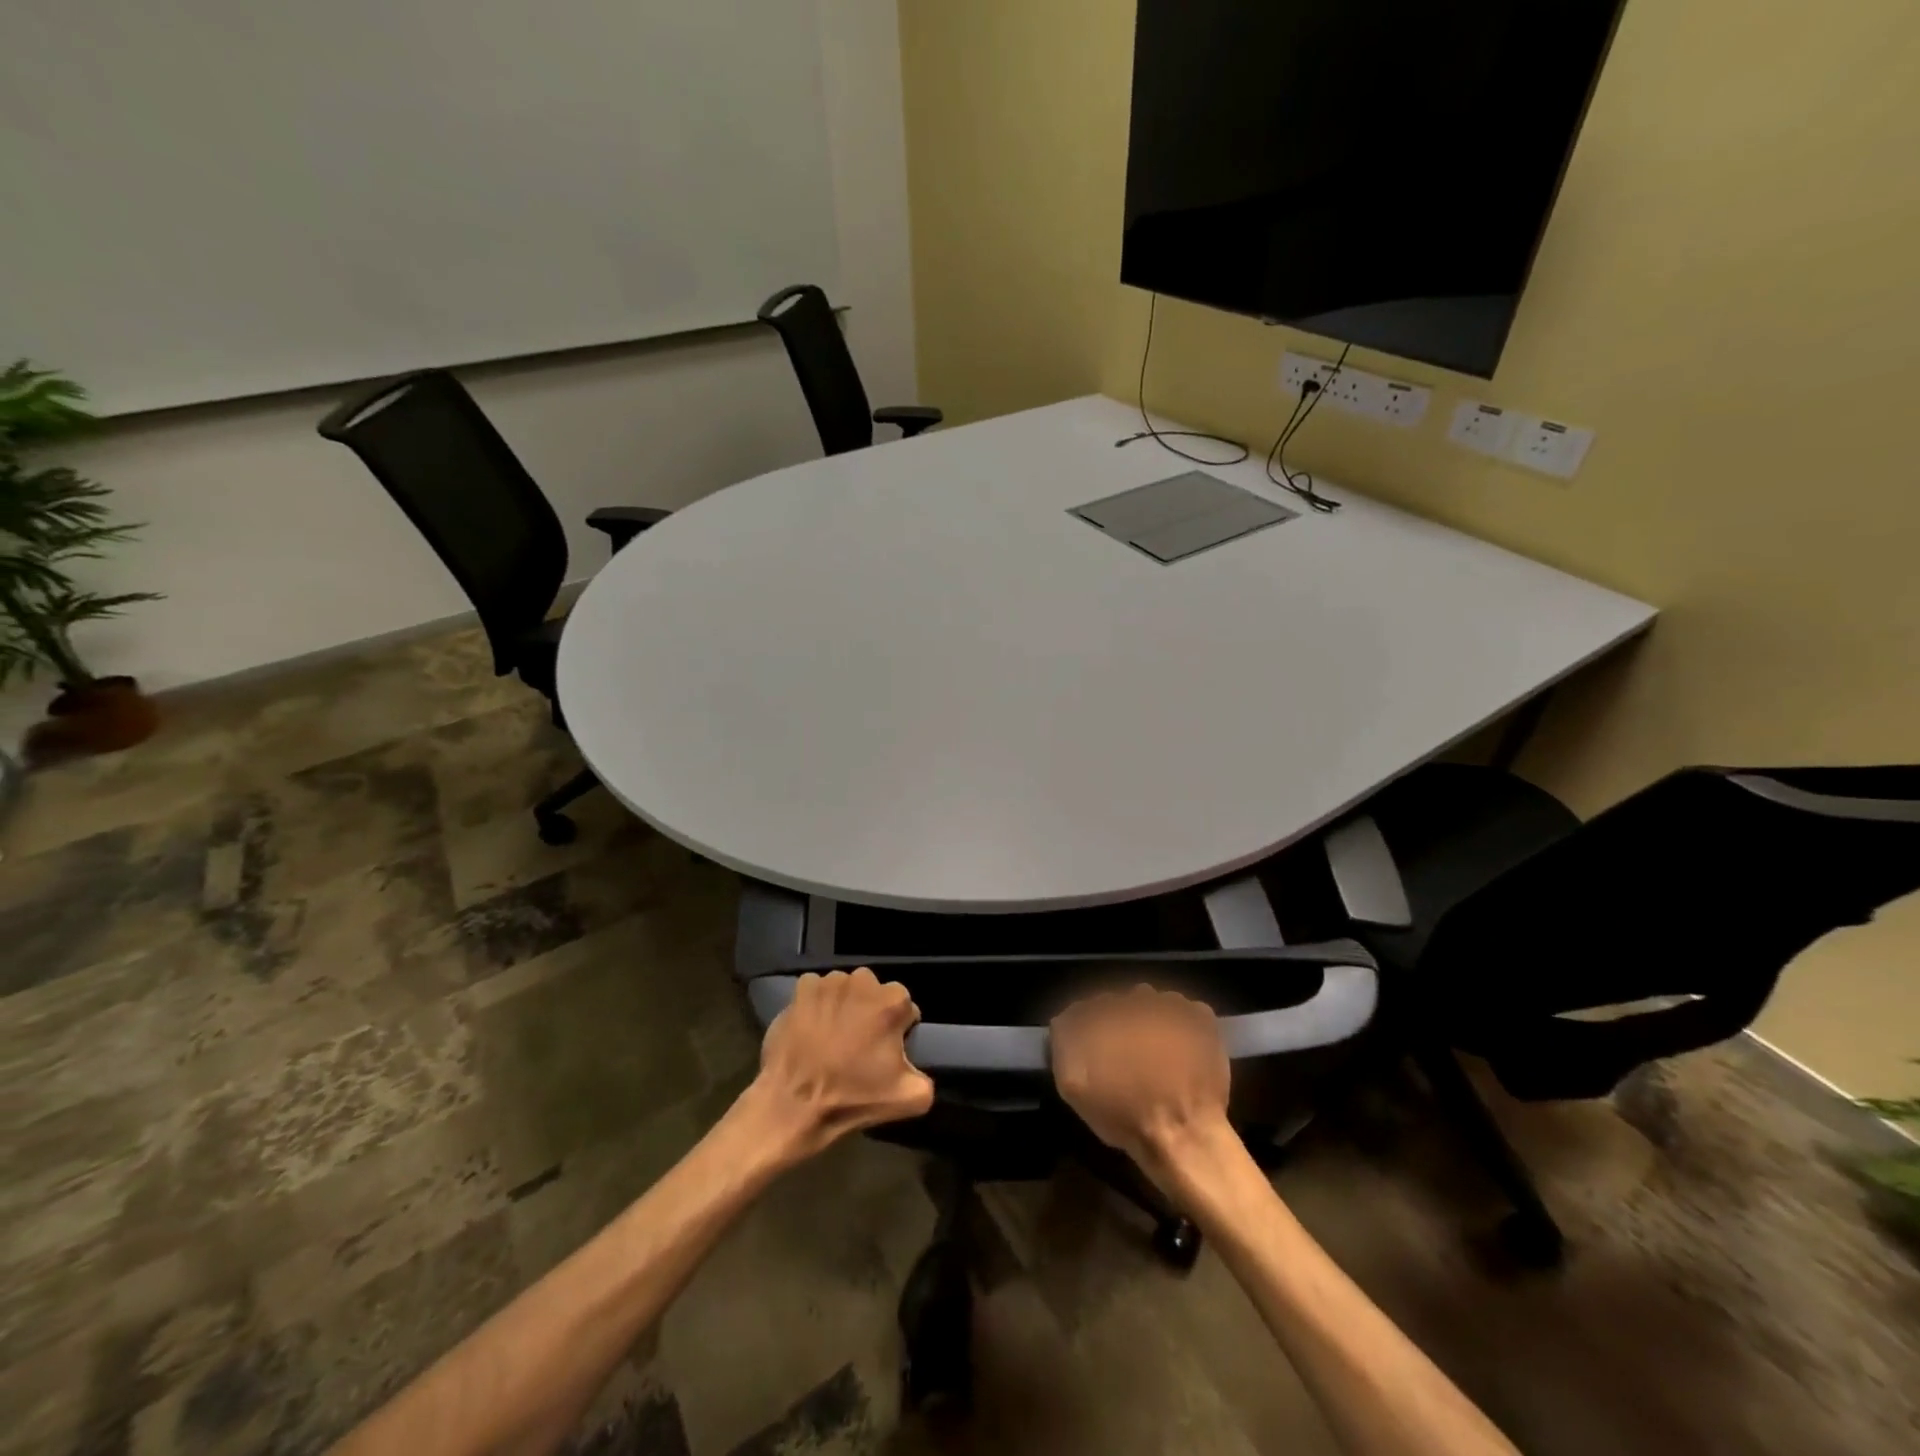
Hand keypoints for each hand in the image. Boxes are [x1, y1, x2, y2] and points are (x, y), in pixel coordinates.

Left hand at [750, 968, 934, 1158]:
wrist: (792, 1104)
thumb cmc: (851, 1098)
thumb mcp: (909, 1099)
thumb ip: (927, 1078)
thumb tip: (918, 1069)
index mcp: (892, 1002)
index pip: (905, 1009)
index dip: (897, 1031)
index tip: (884, 1052)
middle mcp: (863, 981)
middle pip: (876, 995)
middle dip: (871, 1014)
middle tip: (858, 1046)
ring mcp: (830, 981)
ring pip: (847, 991)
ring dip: (845, 1007)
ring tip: (832, 1038)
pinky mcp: (802, 988)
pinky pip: (818, 991)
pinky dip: (817, 1005)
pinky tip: (812, 1030)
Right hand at [1051, 985, 1233, 1188]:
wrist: (1184, 1137)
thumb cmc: (1124, 1114)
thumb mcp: (1073, 1085)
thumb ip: (1064, 1042)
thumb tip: (1065, 1019)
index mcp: (1105, 1011)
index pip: (1089, 1007)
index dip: (1090, 1030)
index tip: (1096, 1054)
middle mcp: (1137, 998)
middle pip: (1122, 1003)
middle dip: (1121, 1024)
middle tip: (1127, 1058)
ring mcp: (1174, 1005)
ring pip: (1153, 1004)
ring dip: (1151, 1021)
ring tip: (1156, 1056)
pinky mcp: (1202, 1018)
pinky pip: (1185, 1011)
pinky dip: (1182, 1025)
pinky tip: (1181, 1052)